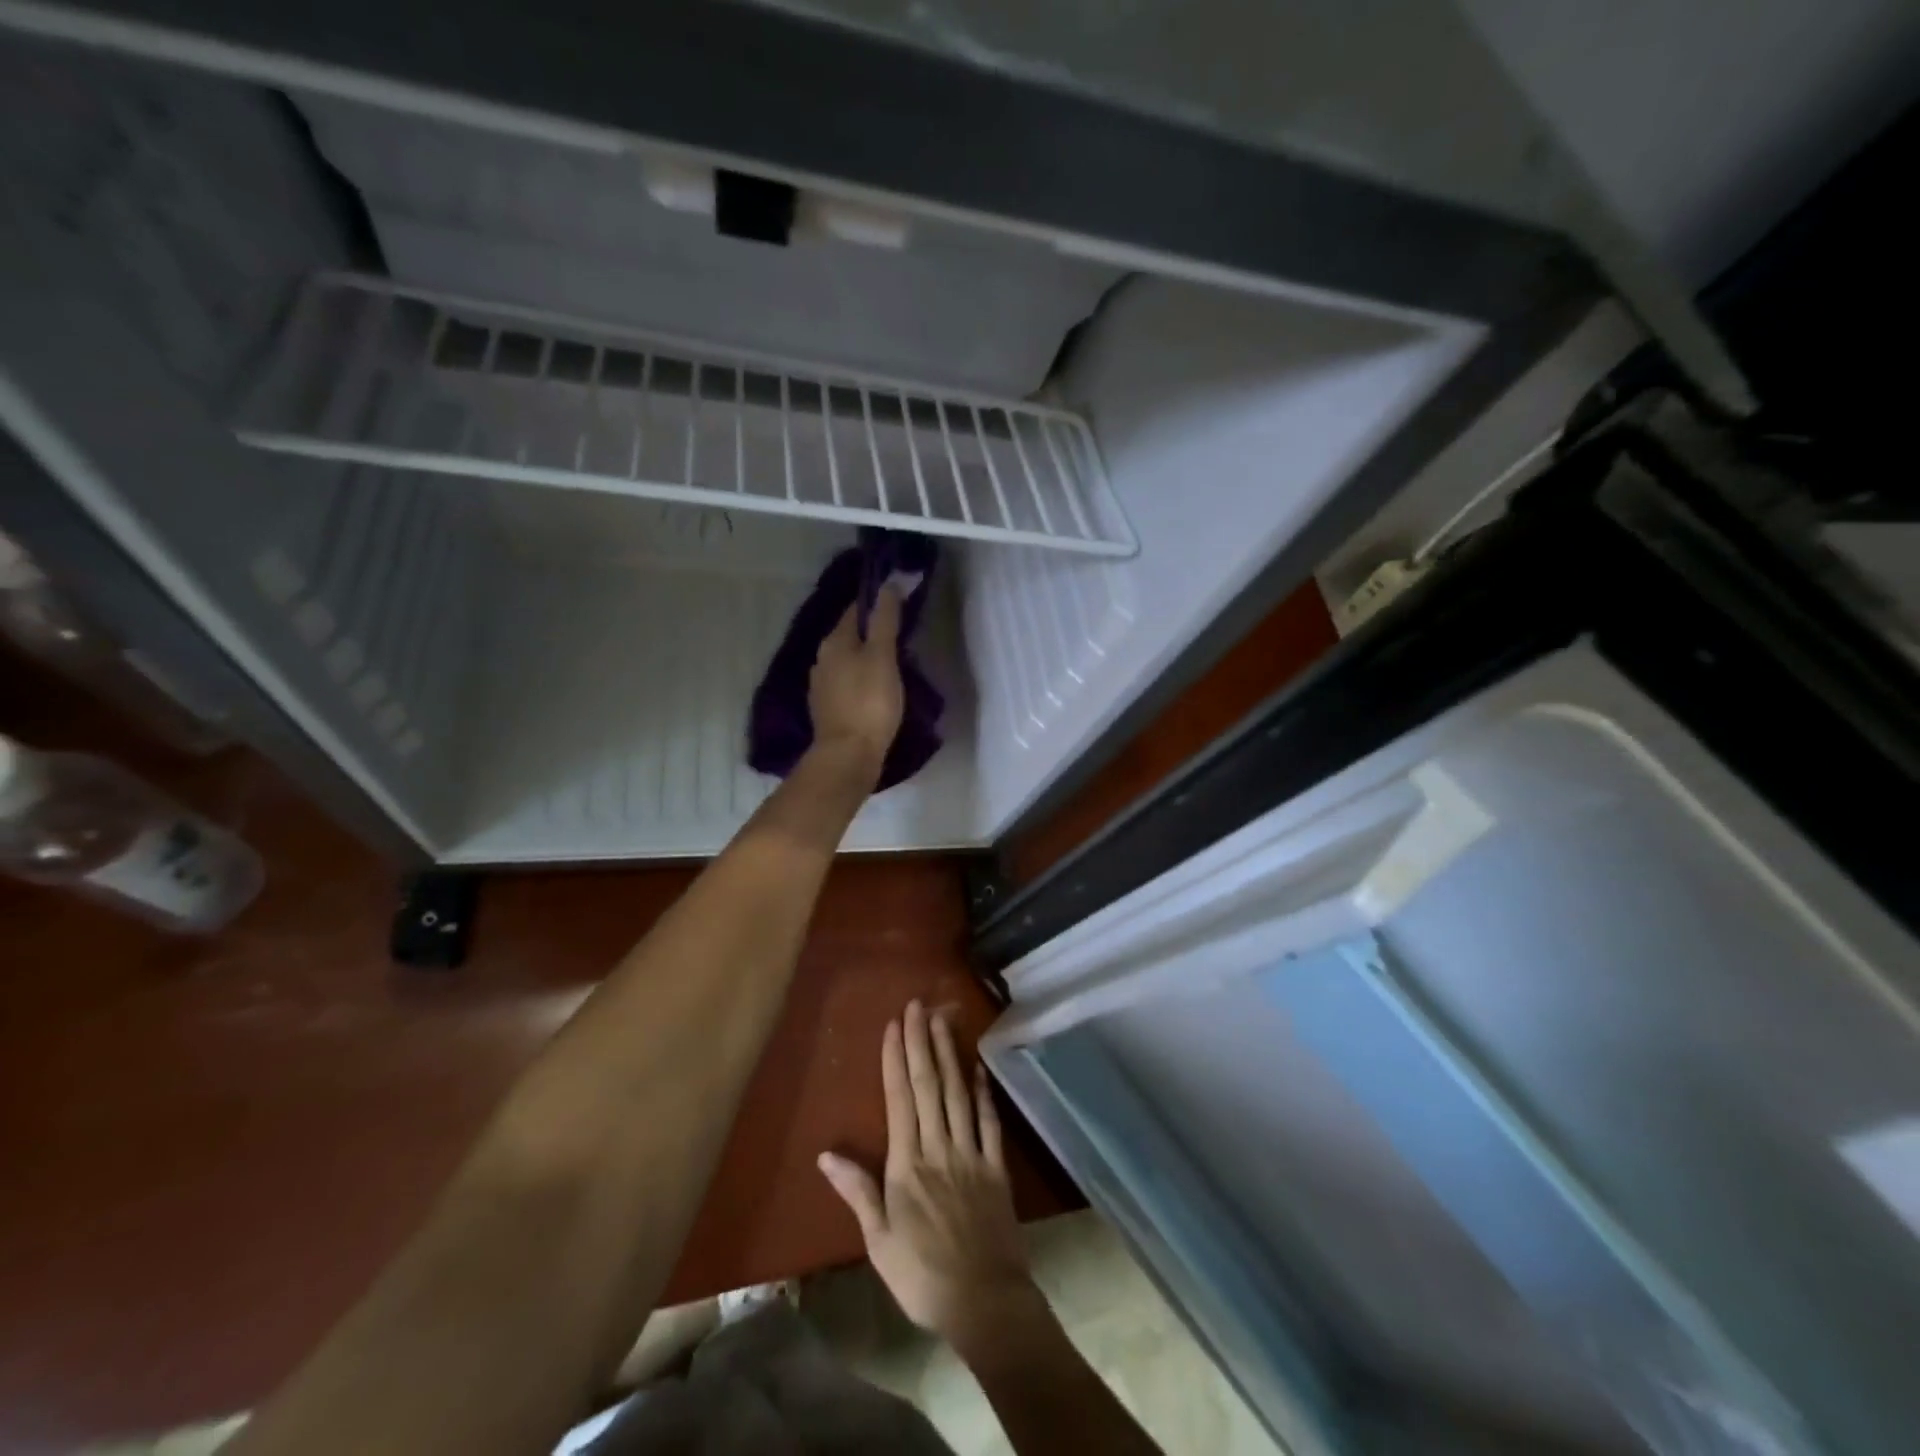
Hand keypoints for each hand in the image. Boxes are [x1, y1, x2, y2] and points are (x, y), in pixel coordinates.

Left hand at [809, 588, 903, 767]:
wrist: (848, 755)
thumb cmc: (870, 702)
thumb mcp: (883, 656)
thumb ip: (886, 619)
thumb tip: (889, 582)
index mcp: (834, 642)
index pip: (855, 610)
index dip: (877, 604)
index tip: (899, 604)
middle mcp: (822, 659)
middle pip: (850, 636)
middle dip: (872, 633)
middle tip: (901, 637)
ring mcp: (821, 686)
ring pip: (847, 661)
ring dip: (866, 659)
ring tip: (892, 665)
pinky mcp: (827, 710)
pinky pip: (846, 684)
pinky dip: (860, 681)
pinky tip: (875, 691)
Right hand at [818, 1000, 1040, 1355]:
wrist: (984, 1300)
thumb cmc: (922, 1275)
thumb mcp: (879, 1241)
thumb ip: (858, 1191)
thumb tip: (826, 1153)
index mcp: (908, 1164)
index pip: (900, 1099)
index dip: (896, 1059)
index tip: (894, 1026)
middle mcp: (939, 1147)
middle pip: (929, 1085)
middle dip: (922, 1042)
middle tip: (918, 1005)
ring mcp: (971, 1153)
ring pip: (958, 1093)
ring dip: (949, 1054)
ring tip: (944, 1019)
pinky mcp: (996, 1166)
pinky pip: (989, 1121)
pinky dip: (983, 1091)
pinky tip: (978, 1067)